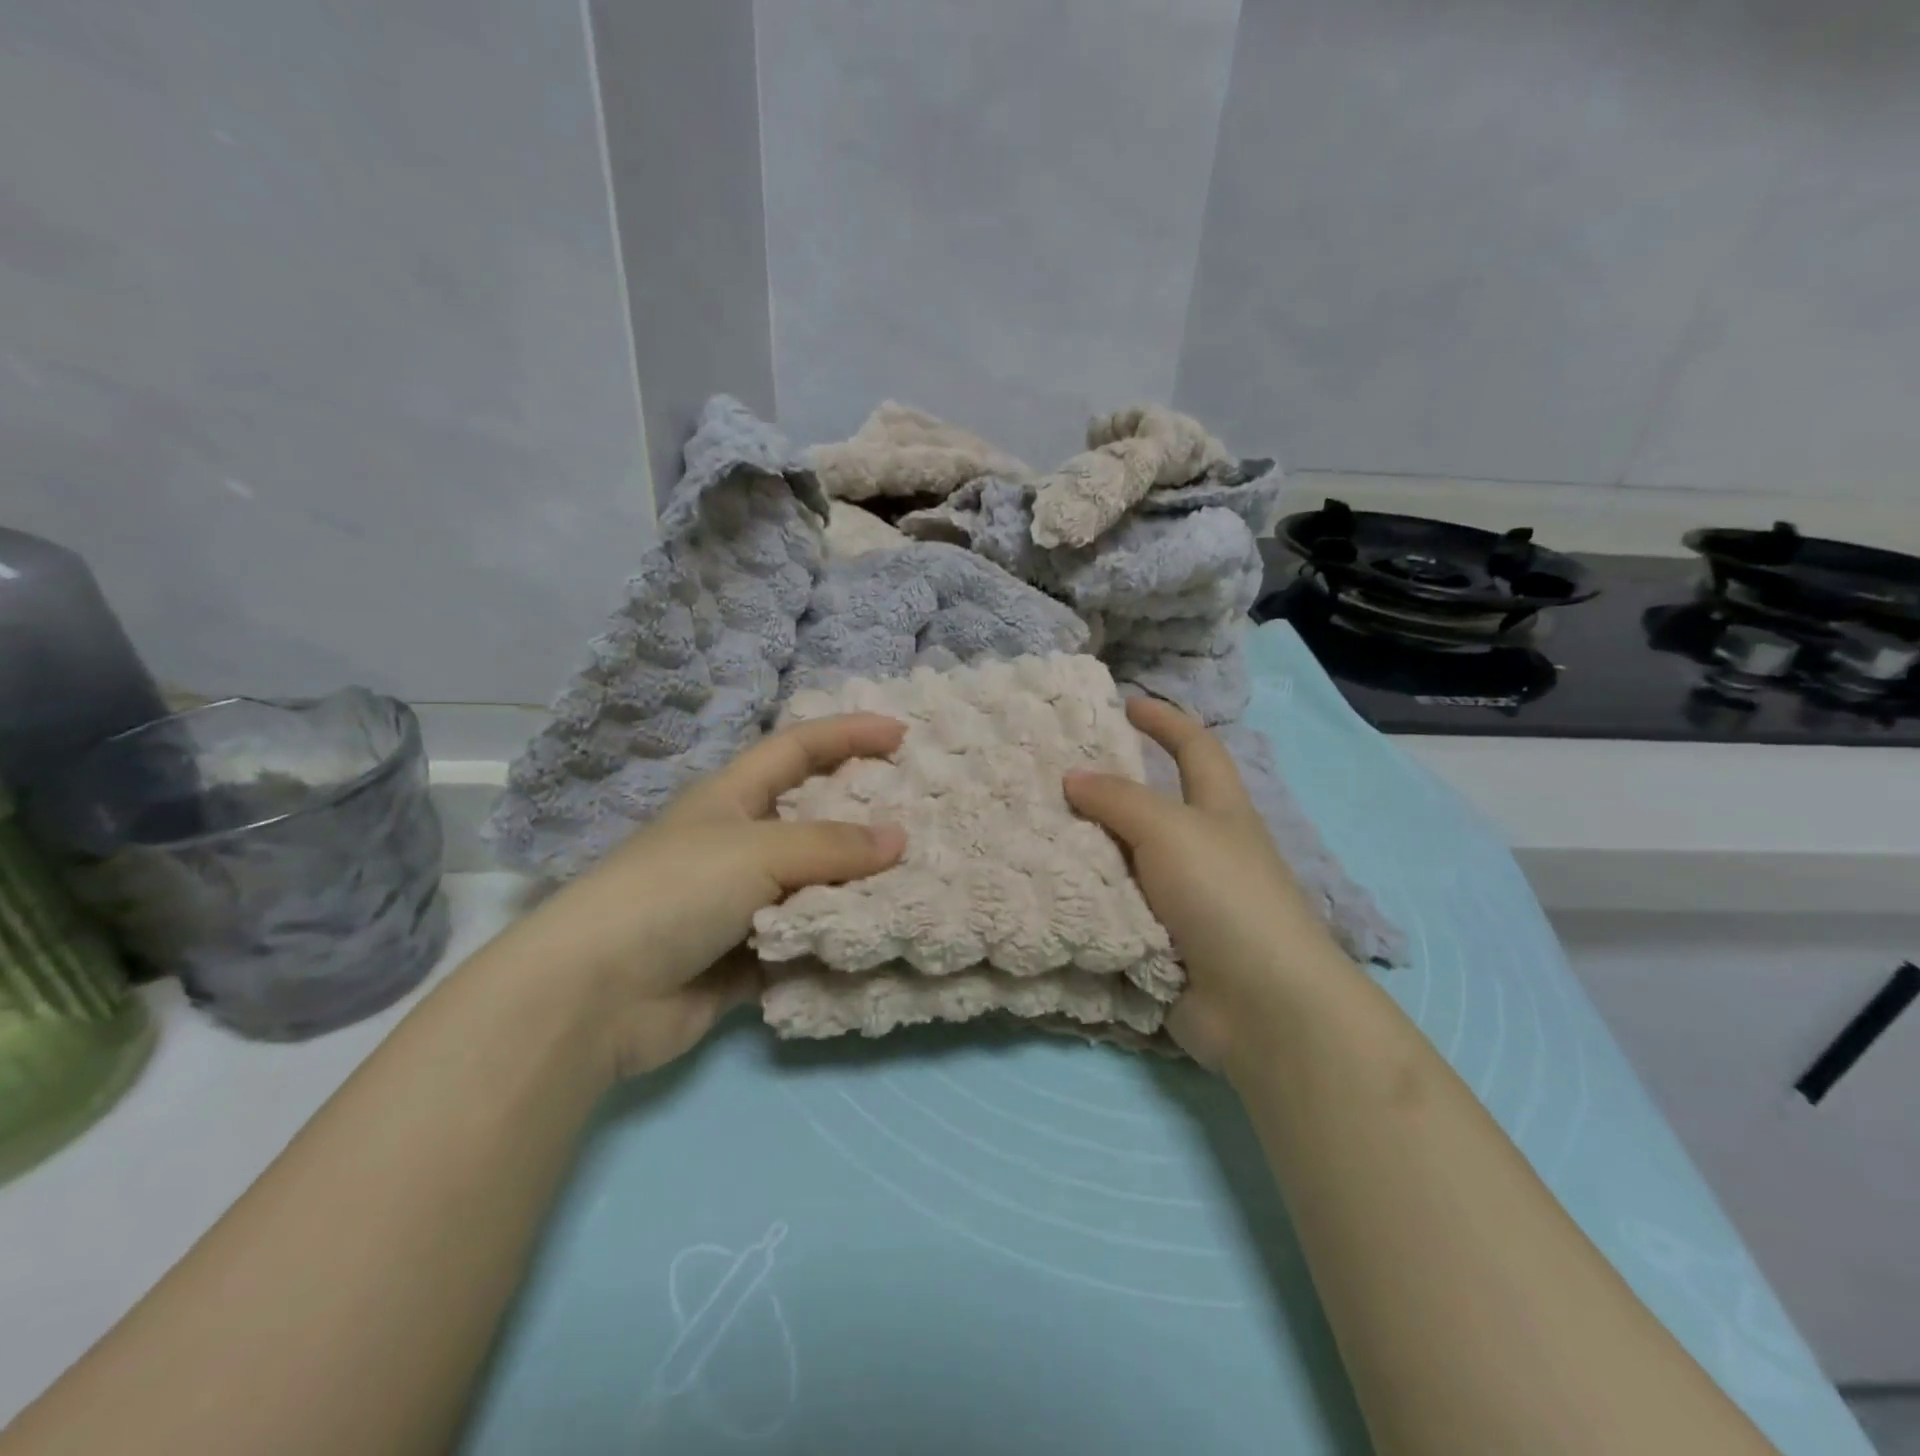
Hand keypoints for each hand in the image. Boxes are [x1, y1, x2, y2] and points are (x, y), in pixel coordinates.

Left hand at [500, 715, 907, 1078]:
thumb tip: (899, 839)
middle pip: (812, 817)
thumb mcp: (756, 852)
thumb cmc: (673, 893)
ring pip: (815, 883)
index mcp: (732, 798)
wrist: (596, 997)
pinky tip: (883, 936)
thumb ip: (831, 846)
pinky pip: (806, 939)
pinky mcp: (746, 956)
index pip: (798, 749)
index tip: (901, 733)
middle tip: (922, 811)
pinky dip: (838, 938)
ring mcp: (742, 903)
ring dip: (858, 884)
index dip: (847, 734)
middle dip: (863, 813)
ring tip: (920, 878)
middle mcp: (739, 844)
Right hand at [1064, 698, 1352, 1070]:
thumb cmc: (1224, 895)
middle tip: (1049, 774)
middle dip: (1106, 789)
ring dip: (1086, 848)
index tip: (1125, 704)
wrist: (1259, 1004)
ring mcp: (1182, 898)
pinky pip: (1113, 908)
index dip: (1165, 721)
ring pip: (1124, 860)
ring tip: (1030, 829)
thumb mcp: (1170, 829)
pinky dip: (1083, 898)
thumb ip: (1119, 799)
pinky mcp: (1160, 941)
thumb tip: (1073, 777)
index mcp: (1218, 810)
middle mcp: (1202, 848)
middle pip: (1150, 805)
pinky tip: (1041, 887)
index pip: (1195, 748)